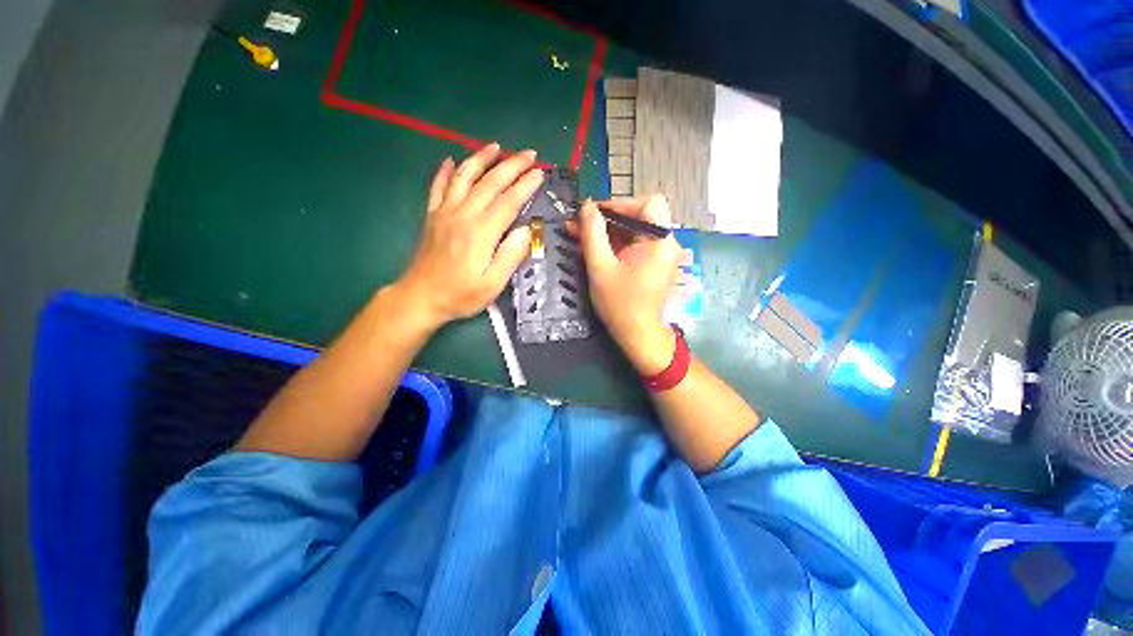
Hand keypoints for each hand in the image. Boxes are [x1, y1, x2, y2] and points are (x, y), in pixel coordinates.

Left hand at [392, 143, 542, 329]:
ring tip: (496, 146)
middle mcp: (463, 215)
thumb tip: (526, 230)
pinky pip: (438, 186)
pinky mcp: (432, 215)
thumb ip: (510, 256)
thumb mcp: (492, 285)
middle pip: (490, 182)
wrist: (420, 297)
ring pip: (464, 176)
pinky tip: (451, 159)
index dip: (525, 185)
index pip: (508, 201)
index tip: (540, 174)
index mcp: (481, 233)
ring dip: (481, 158)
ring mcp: (444, 212)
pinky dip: (445, 171)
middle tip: (529, 154)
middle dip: (512, 165)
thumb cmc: (460, 295)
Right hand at [578, 196, 682, 374]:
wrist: (637, 334)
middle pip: (638, 216)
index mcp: (661, 241)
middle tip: (578, 224)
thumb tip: (586, 206)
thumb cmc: (620, 304)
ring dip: (605, 232)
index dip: (620, 204)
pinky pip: (632, 244)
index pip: (648, 203)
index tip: (594, 214)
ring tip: (577, 235)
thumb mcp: (600, 267)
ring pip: (631, 231)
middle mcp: (666, 243)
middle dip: (606, 219)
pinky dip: (612, 244)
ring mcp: (660, 253)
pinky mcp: (652, 263)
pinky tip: (591, 247)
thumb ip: (592, 233)